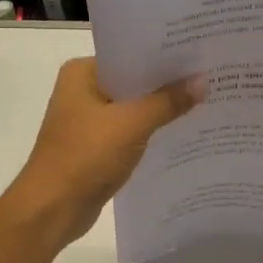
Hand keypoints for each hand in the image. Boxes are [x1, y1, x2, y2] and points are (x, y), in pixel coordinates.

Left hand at [4, 58, 196, 248]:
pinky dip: (151, 130)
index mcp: (82, 73)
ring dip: (161, 108)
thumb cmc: (85, 157)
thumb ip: (168, 101)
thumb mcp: (131, 124)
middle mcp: (82, 90)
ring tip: (205, 99)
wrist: (52, 210)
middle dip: (167, 82)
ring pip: (133, 106)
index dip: (164, 55)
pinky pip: (130, 130)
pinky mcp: (96, 145)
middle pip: (133, 80)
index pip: (130, 54)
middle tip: (210, 74)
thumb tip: (203, 80)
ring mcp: (88, 120)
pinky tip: (182, 130)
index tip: (199, 51)